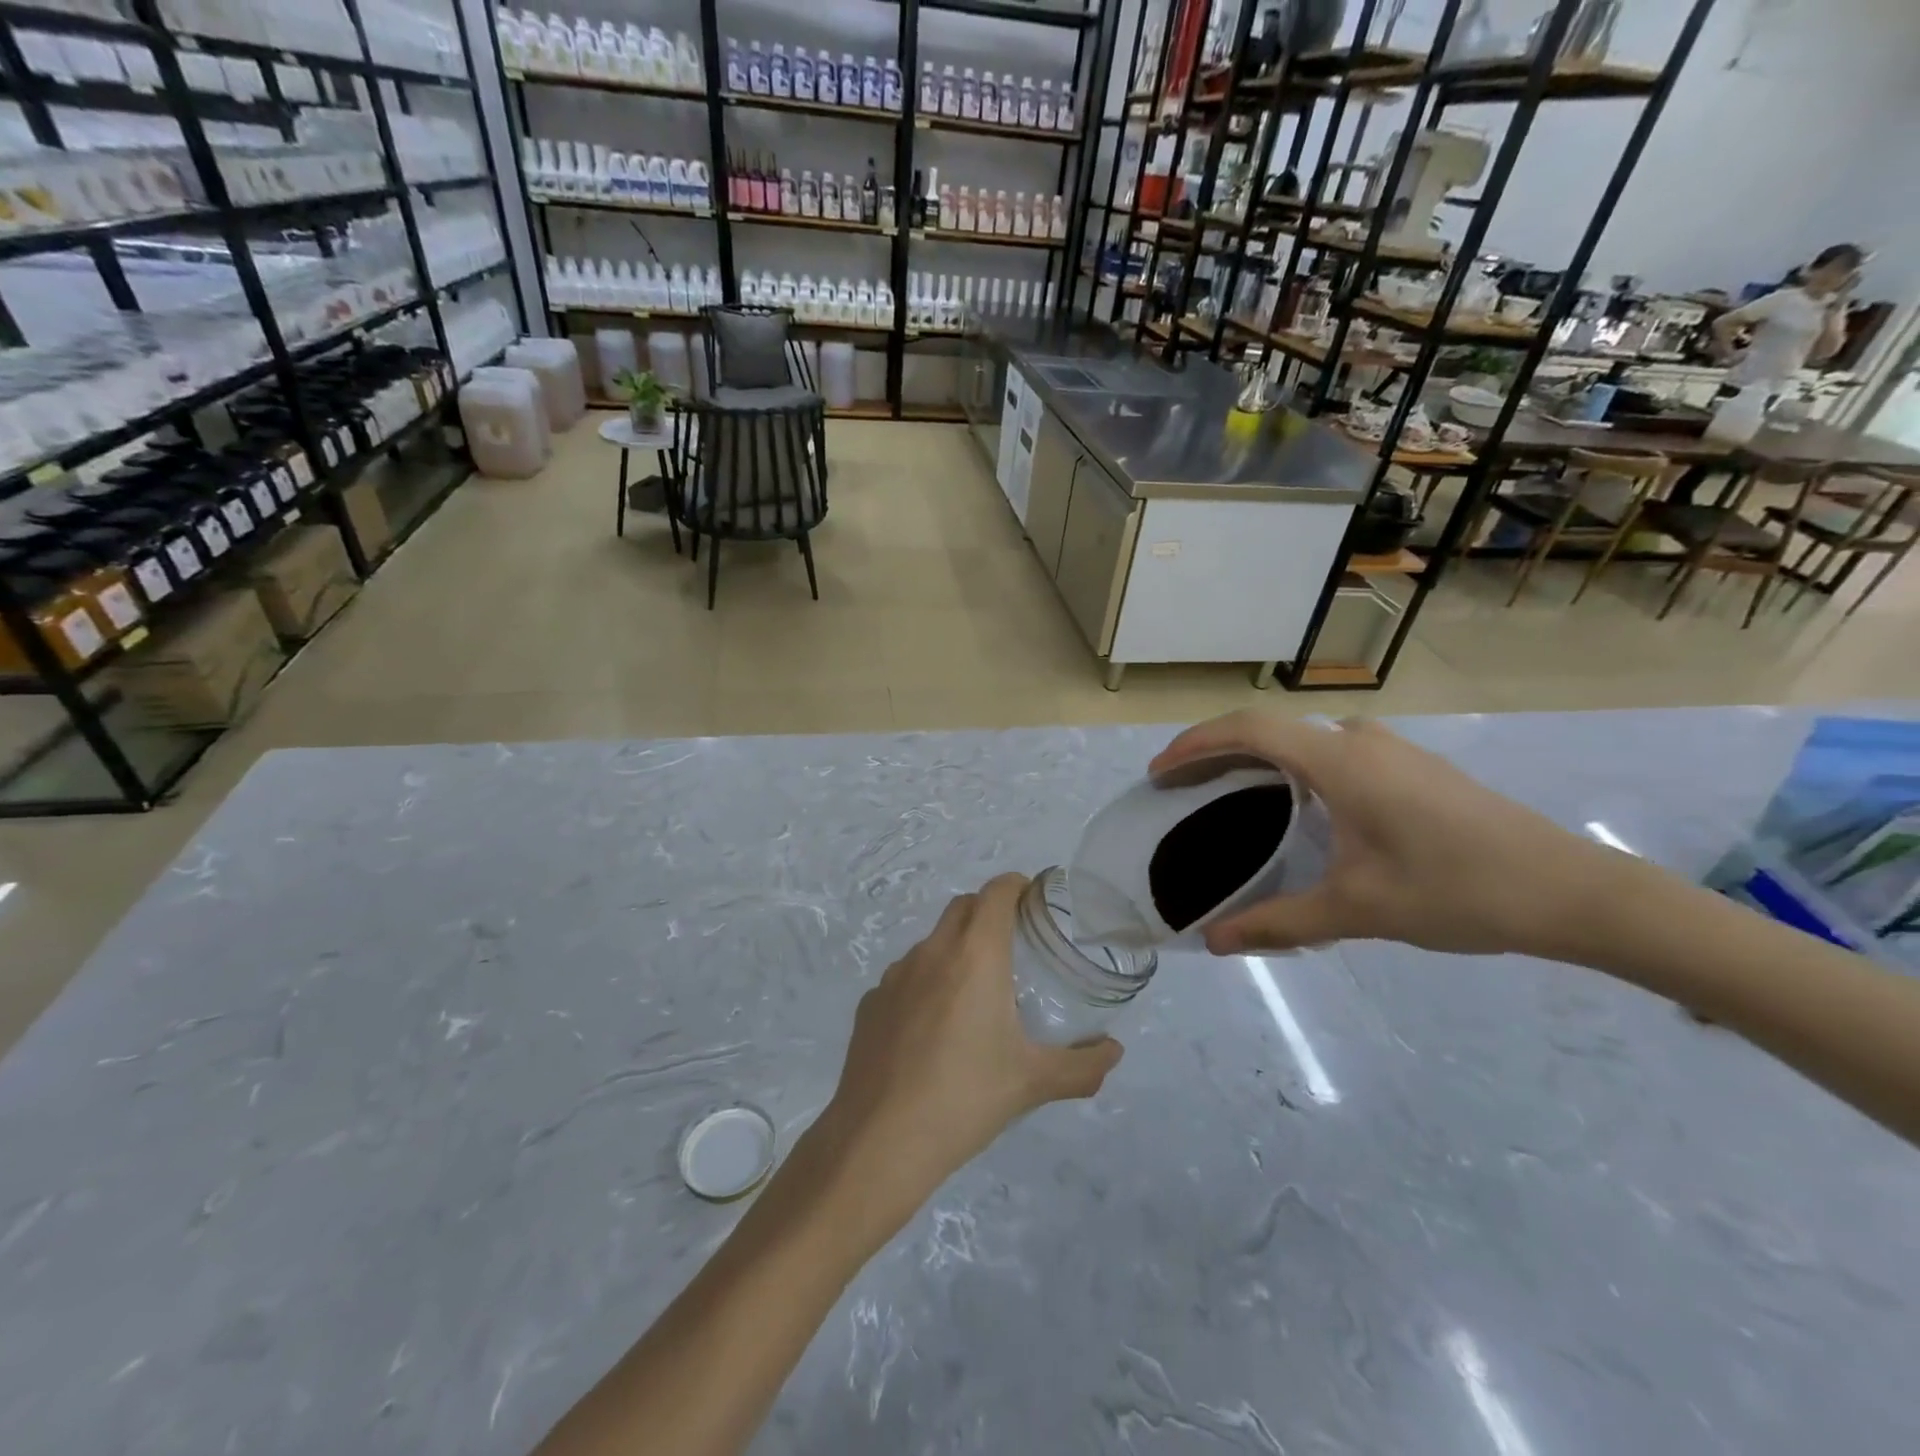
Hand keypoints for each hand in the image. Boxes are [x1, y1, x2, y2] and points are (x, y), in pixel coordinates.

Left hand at [814, 875, 1122, 1223]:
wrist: (880, 1141)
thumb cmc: (965, 1098)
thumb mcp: (1033, 1083)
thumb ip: (1082, 1065)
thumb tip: (1113, 1051)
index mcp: (975, 955)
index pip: (997, 892)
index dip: (1018, 886)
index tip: (1036, 904)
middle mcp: (932, 951)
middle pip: (963, 907)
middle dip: (989, 912)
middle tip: (1015, 947)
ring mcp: (894, 976)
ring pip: (932, 943)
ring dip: (956, 949)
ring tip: (975, 996)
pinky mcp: (871, 1003)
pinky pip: (905, 978)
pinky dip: (925, 985)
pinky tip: (933, 1032)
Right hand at [1151, 712, 1627, 958]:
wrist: (1571, 891)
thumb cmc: (1458, 891)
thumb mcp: (1359, 910)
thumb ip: (1279, 923)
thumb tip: (1214, 942)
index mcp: (1340, 761)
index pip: (1248, 730)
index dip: (1195, 744)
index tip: (1159, 772)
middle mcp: (1359, 738)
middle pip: (1268, 728)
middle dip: (1215, 751)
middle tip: (1180, 786)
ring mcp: (1389, 748)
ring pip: (1301, 738)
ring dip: (1255, 757)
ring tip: (1225, 794)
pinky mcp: (1409, 765)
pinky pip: (1329, 750)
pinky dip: (1290, 766)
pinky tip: (1292, 807)